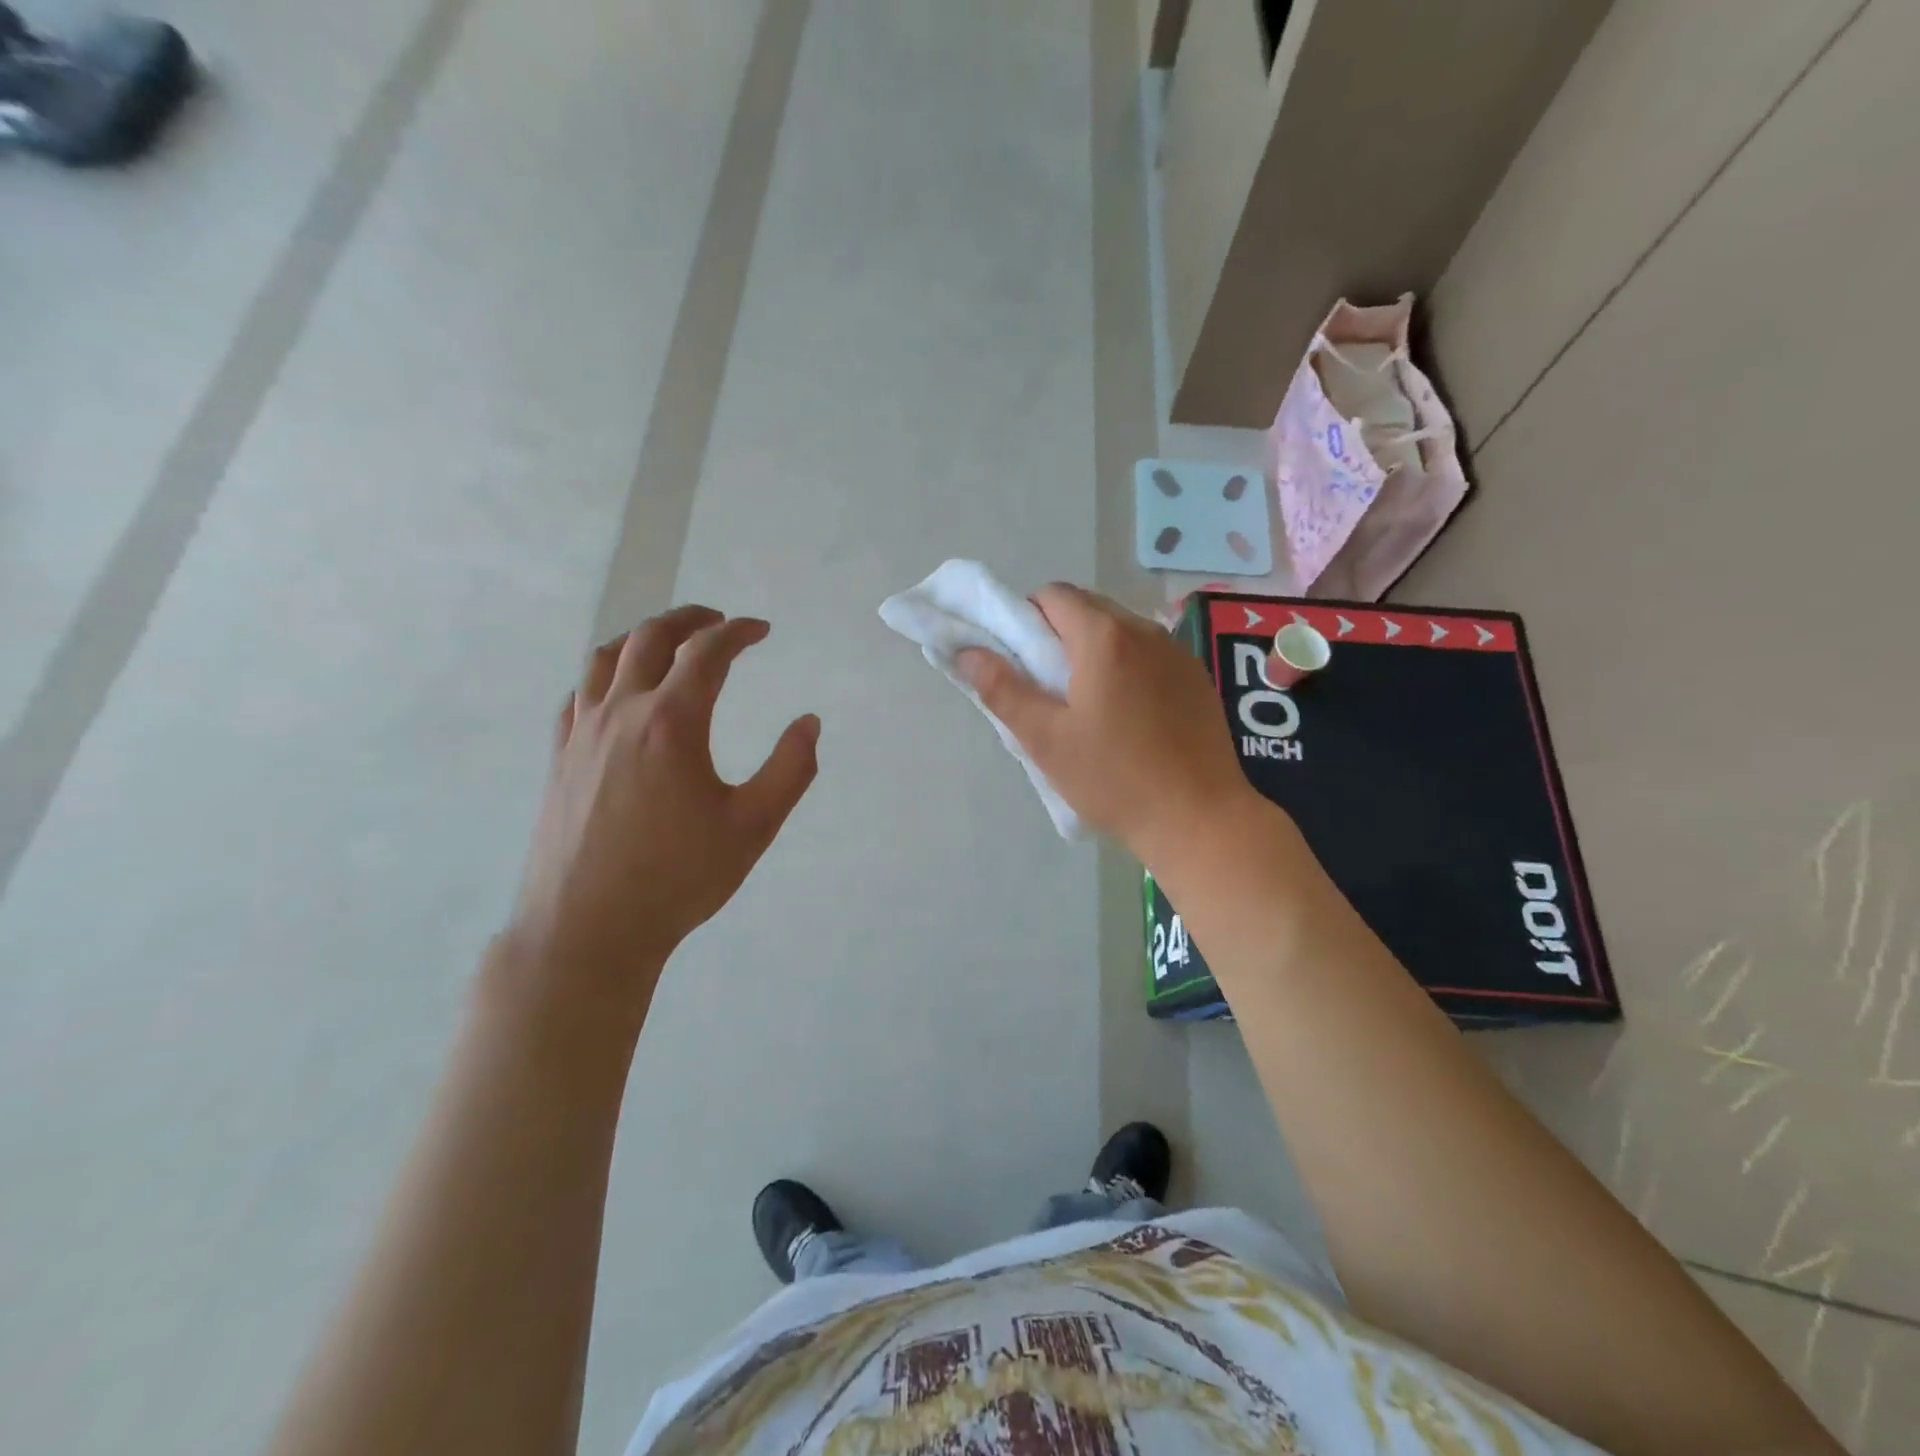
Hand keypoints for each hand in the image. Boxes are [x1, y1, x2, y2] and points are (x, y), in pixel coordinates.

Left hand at [503, 606, 819, 1018]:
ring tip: (668, 642)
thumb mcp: (753, 826)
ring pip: (605, 658)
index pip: (707, 653)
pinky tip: (618, 691)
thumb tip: (809, 722)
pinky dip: (604, 674)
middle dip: (689, 619)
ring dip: (642, 637)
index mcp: (672, 722)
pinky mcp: (559, 758)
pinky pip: (578, 694)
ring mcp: (582, 733)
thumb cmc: (679, 878)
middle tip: (718, 620)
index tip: (760, 629)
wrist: (589, 928)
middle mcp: (622, 713)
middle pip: (651, 639)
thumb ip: (790, 769)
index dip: (738, 632)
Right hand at [957, 584, 1252, 862]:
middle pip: (1089, 608)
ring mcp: (1178, 653)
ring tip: (1088, 705)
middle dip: (1059, 634)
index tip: (1020, 661)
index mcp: (1104, 638)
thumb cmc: (1115, 780)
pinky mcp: (1197, 678)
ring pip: (1121, 630)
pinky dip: (1127, 667)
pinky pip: (1150, 654)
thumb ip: (1002, 690)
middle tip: (1048, 688)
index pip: (1053, 595)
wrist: (1201, 820)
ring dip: (1094, 650)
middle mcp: (1145, 631)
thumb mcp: (1046, 740)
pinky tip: (1129, 716)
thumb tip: (967, 653)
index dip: (1026, 618)